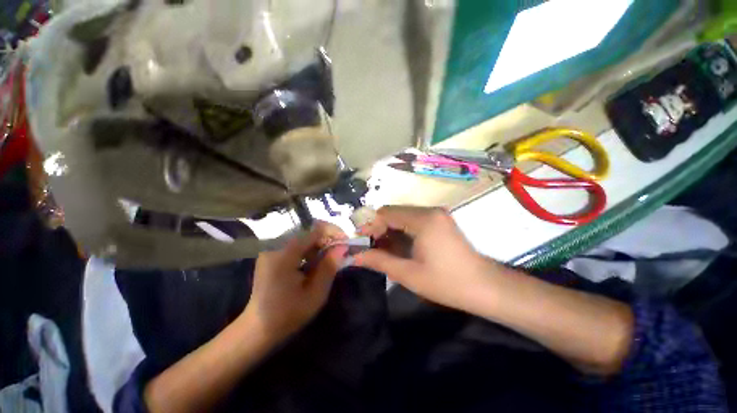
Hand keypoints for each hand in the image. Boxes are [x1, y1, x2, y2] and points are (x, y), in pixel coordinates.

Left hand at [242, 221, 347, 342]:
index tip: (346, 242)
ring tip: (330, 259)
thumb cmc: (288, 315)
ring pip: (302, 239)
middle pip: (308, 233)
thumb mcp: (315, 294)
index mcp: (284, 256)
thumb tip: (343, 247)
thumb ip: (329, 267)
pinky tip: (314, 264)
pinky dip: (308, 251)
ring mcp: (271, 251)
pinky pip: (295, 246)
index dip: (333, 233)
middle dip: (327, 239)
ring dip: (318, 246)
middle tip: (340, 251)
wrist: (257, 329)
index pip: (314, 231)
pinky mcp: (271, 256)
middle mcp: (275, 247)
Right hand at [356, 206, 505, 312]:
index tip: (360, 242)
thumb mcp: (408, 274)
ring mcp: (436, 215)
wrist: (485, 287)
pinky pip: (413, 221)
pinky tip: (397, 246)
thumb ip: (379, 261)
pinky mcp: (439, 221)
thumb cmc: (447, 283)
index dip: (370, 225)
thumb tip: (355, 256)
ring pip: (402, 216)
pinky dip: (401, 231)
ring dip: (389, 230)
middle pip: (394, 212)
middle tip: (369, 247)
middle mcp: (430, 211)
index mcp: (423, 219)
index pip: (386, 213)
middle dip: (378, 228)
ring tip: (381, 249)